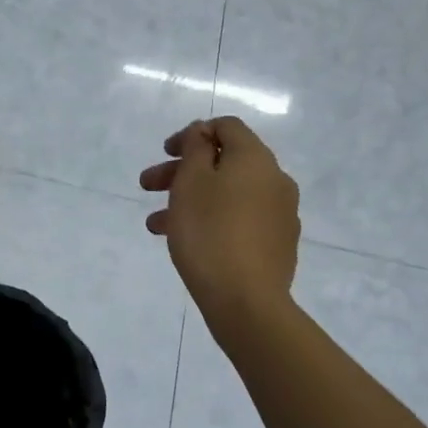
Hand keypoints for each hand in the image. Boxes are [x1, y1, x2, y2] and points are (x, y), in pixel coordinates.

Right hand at [140, 117, 300, 325]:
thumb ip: (195, 149)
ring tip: (156, 225)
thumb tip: (202, 133)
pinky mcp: (277, 244)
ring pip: (228, 194)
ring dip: (190, 200)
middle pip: (225, 162)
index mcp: (256, 159)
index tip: (165, 152)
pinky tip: (186, 241)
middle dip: (183, 170)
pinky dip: (211, 220)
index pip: (227, 127)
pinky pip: (239, 219)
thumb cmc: (210, 232)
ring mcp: (280, 214)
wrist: (246, 300)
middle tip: (147, 186)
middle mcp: (275, 180)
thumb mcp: (191, 181)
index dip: (193, 133)